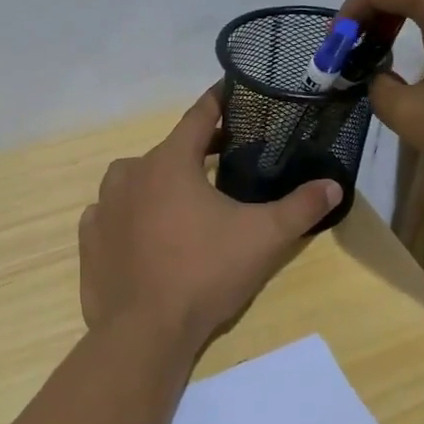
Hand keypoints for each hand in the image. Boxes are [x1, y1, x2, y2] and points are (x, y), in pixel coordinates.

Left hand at [78, 91, 341, 345]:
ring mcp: (103, 206)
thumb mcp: (263, 238)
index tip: (230, 93)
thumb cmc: (205, 273)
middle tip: (222, 161)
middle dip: (194, 152)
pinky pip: (111, 214)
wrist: (144, 331)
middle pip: (168, 151)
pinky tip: (145, 234)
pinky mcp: (89, 240)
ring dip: (157, 183)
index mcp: (169, 162)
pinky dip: (129, 216)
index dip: (218, 102)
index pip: (198, 116)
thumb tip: (334, 185)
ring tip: (182, 202)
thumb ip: (301, 208)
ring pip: (134, 180)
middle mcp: (130, 173)